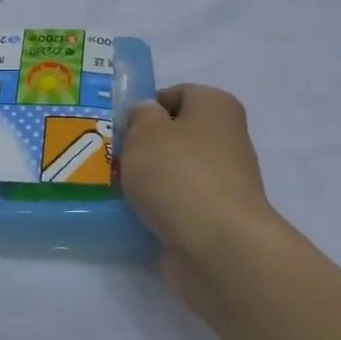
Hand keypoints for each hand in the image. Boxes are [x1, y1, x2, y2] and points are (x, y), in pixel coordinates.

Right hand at [122, 86, 291, 305]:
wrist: (217, 245)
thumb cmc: (178, 174)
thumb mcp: (145, 132)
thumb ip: (140, 116)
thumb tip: (147, 116)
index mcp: (216, 106)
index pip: (177, 94)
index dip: (146, 107)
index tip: (120, 128)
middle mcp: (227, 139)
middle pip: (176, 135)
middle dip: (144, 147)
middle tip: (113, 159)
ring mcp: (224, 181)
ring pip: (175, 171)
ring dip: (149, 180)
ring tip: (118, 190)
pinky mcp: (216, 216)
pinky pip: (178, 203)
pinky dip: (159, 208)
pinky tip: (135, 216)